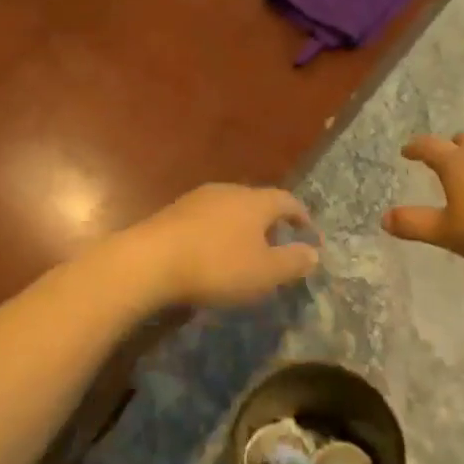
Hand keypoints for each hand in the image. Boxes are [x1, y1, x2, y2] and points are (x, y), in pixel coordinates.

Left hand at [117, 184, 318, 307]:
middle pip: (257, 201)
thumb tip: (313, 252)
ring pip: (230, 208)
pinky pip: (206, 219)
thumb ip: (293, 262)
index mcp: (256, 201)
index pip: (287, 201)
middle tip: (277, 242)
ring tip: (244, 250)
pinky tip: (212, 252)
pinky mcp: (173, 212)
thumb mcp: (264, 272)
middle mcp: (229, 191)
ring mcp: (198, 199)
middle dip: (270, 221)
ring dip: (241, 227)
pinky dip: (217, 233)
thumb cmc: (217, 266)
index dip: (301, 216)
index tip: (308, 232)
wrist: (150, 261)